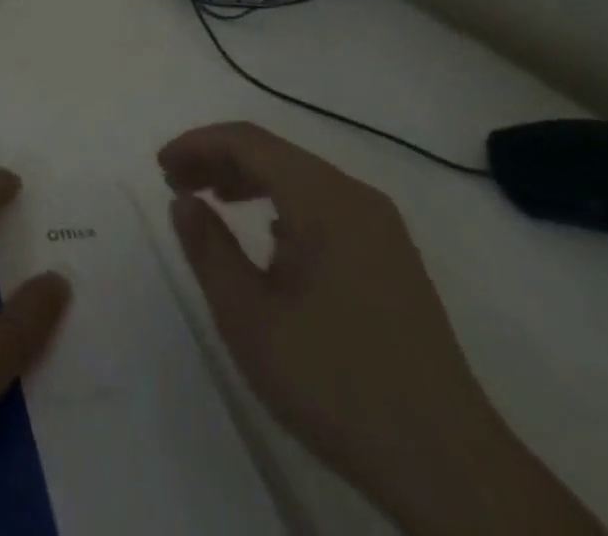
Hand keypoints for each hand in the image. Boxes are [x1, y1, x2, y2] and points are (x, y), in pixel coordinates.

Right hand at [160, 123, 607, 535]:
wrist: (448, 465)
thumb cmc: (333, 380)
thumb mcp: (247, 316)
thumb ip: (207, 247)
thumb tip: (185, 200)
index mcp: (323, 198)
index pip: (247, 141)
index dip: (197, 144)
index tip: (160, 166)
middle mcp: (356, 197)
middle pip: (274, 153)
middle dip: (218, 159)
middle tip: (176, 183)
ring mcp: (381, 227)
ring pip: (300, 177)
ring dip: (249, 180)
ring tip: (211, 202)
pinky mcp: (393, 258)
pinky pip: (325, 205)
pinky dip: (282, 203)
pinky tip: (268, 237)